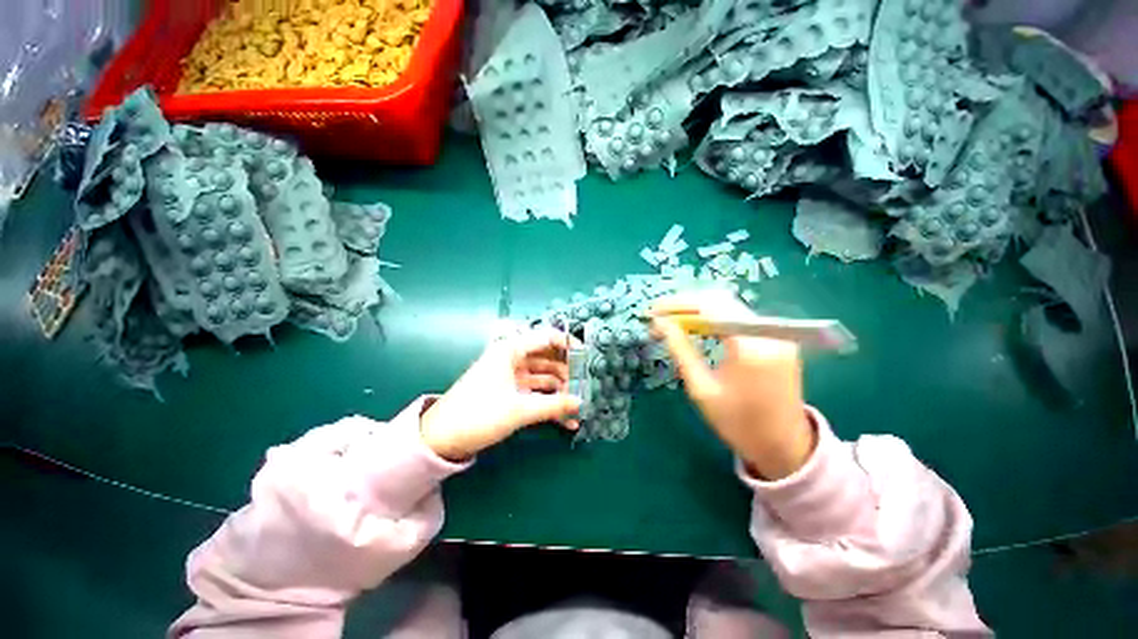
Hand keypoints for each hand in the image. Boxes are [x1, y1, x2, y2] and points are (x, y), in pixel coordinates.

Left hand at [420, 328, 581, 460]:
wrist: (444, 437)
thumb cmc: (480, 414)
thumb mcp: (519, 410)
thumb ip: (553, 405)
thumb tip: (581, 402)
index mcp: (510, 351)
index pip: (546, 337)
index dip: (569, 344)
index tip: (591, 358)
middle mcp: (510, 360)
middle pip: (547, 359)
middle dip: (569, 372)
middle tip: (590, 387)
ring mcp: (508, 379)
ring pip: (543, 379)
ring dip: (561, 392)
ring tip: (581, 407)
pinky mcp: (507, 397)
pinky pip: (534, 396)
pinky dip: (549, 406)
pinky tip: (567, 422)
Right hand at [650, 291, 815, 479]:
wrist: (781, 443)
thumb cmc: (738, 423)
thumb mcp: (704, 391)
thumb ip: (682, 352)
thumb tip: (661, 324)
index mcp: (748, 345)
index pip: (711, 305)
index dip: (680, 303)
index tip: (655, 311)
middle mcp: (767, 330)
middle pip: (725, 302)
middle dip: (691, 305)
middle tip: (663, 317)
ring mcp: (779, 333)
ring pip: (737, 310)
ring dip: (708, 313)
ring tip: (681, 323)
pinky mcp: (784, 339)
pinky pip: (749, 322)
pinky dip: (727, 322)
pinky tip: (709, 332)